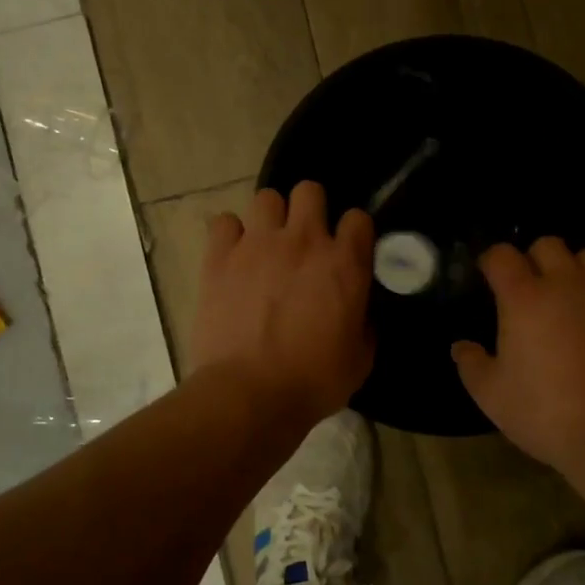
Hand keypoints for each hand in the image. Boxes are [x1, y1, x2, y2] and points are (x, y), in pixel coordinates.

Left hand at [189, 182, 375, 427]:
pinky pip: (224, 222)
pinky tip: (232, 256)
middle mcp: (304, 241)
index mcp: (345, 263)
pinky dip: (230, 235)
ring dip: (270, 218)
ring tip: (265, 245)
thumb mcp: (360, 358)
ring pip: (266, 198)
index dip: (353, 232)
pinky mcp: (220, 256)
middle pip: (309, 190)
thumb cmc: (313, 381)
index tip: (347, 249)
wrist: (250, 393)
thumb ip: (364, 323)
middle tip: (303, 239)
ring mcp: (258, 244)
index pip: (358, 218)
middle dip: (310, 209)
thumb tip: (359, 312)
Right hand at [452, 238, 584, 475]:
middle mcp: (568, 284)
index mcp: (525, 297)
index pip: (502, 255)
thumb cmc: (546, 412)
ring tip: (574, 296)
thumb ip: (471, 364)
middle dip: (535, 259)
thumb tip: (461, 347)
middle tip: (532, 288)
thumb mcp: (492, 396)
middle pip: (549, 245)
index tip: (489, 276)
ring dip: (577, 270)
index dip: (492, 261)